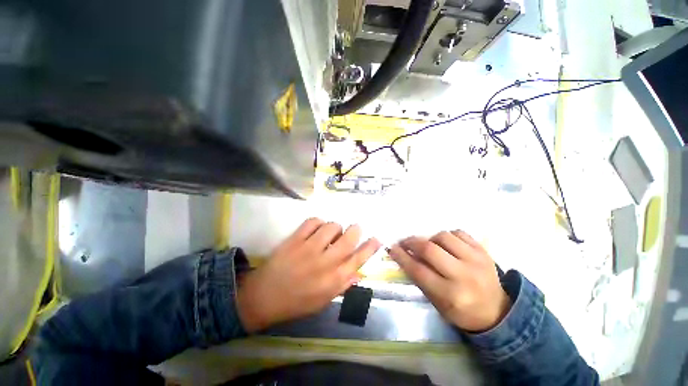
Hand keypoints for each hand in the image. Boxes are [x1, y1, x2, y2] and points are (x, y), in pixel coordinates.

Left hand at [236, 218, 380, 332]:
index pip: (359, 259)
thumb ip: (343, 285)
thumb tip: (359, 272)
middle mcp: (326, 262)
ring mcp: (309, 248)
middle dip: (355, 230)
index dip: (371, 247)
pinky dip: (318, 222)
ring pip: (332, 226)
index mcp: (334, 279)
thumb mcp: (324, 300)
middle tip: (353, 230)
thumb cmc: (297, 302)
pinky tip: (316, 229)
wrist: (264, 297)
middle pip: (349, 237)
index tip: (376, 238)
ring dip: (334, 228)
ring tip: (329, 234)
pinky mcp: (295, 240)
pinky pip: (313, 221)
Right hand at [389, 230, 510, 331]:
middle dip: (412, 242)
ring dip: (430, 238)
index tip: (392, 248)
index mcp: (451, 294)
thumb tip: (406, 255)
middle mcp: (464, 276)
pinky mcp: (483, 251)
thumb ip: (421, 278)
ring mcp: (476, 260)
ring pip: (443, 236)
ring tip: (429, 245)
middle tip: (405, 243)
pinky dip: (448, 235)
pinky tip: (446, 244)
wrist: (497, 311)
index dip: (402, 257)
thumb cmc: (462, 310)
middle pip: (430, 249)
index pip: (419, 270)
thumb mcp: (437, 302)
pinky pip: (459, 232)